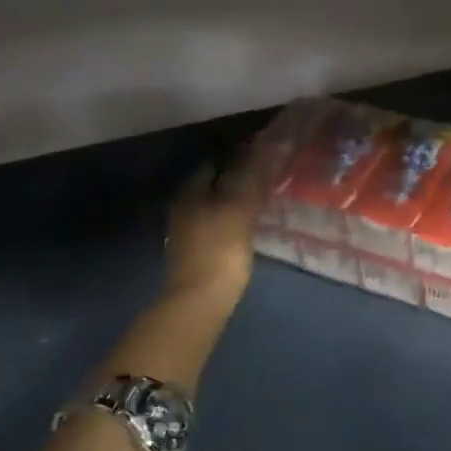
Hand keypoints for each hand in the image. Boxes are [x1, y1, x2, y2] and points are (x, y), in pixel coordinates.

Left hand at [163, 150, 267, 303]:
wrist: (200, 301)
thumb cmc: (220, 250)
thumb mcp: (240, 210)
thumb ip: (252, 180)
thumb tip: (267, 150)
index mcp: (190, 193)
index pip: (213, 164)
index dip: (237, 158)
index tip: (262, 157)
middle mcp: (184, 208)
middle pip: (213, 186)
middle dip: (236, 180)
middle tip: (266, 179)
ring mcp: (188, 232)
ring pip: (215, 206)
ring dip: (235, 202)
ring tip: (263, 201)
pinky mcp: (197, 252)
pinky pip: (217, 226)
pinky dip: (232, 221)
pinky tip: (249, 226)